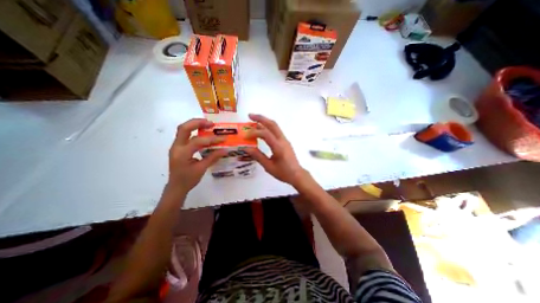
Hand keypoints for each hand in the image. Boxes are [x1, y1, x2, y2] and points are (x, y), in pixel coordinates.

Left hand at [168, 119, 227, 194]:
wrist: (176, 187)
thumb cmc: (188, 180)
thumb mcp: (201, 169)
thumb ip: (213, 157)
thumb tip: (225, 150)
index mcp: (182, 154)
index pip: (197, 141)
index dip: (212, 139)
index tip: (223, 139)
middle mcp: (176, 147)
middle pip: (184, 128)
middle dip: (198, 123)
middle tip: (211, 123)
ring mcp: (176, 146)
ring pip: (183, 130)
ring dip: (195, 125)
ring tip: (208, 125)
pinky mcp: (178, 147)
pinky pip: (185, 135)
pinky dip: (194, 131)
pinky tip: (203, 132)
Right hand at [245, 114, 307, 186]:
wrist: (296, 174)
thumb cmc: (283, 172)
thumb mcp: (268, 166)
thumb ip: (258, 156)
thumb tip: (246, 148)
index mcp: (278, 147)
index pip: (266, 134)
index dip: (254, 133)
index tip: (245, 136)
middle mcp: (282, 140)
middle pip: (272, 124)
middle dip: (261, 118)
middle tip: (250, 115)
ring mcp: (285, 140)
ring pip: (275, 126)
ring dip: (265, 121)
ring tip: (254, 120)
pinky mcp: (285, 141)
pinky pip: (276, 131)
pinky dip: (268, 127)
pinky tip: (262, 130)